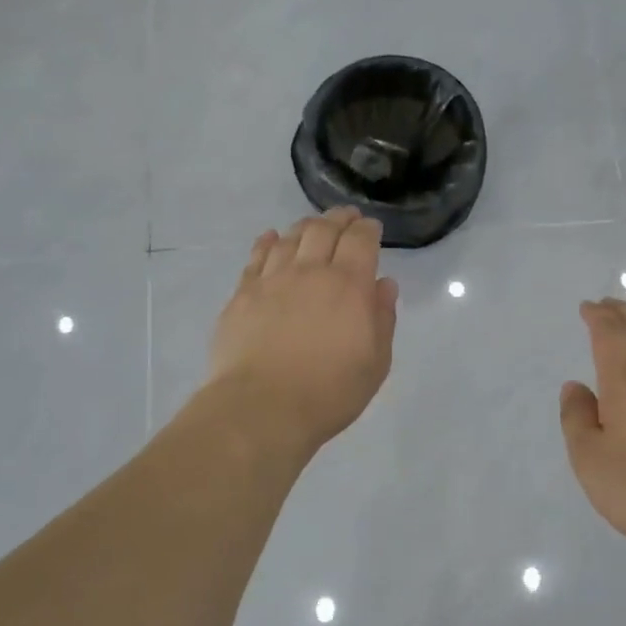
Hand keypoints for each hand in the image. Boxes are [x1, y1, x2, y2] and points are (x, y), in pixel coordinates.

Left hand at [207, 208, 398, 454]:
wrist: (262, 408)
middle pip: (324, 230)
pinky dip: (267, 242)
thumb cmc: (330, 391)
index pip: (360, 240)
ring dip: (305, 227)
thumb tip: (383, 285)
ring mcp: (272, 280)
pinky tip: (271, 238)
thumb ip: (382, 318)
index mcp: (349, 285)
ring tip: (313, 227)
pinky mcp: (242, 295)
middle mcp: (310, 272)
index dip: (368, 229)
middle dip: (339, 219)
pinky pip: (256, 257)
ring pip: (290, 238)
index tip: (372, 227)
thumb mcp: (376, 362)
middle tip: (346, 217)